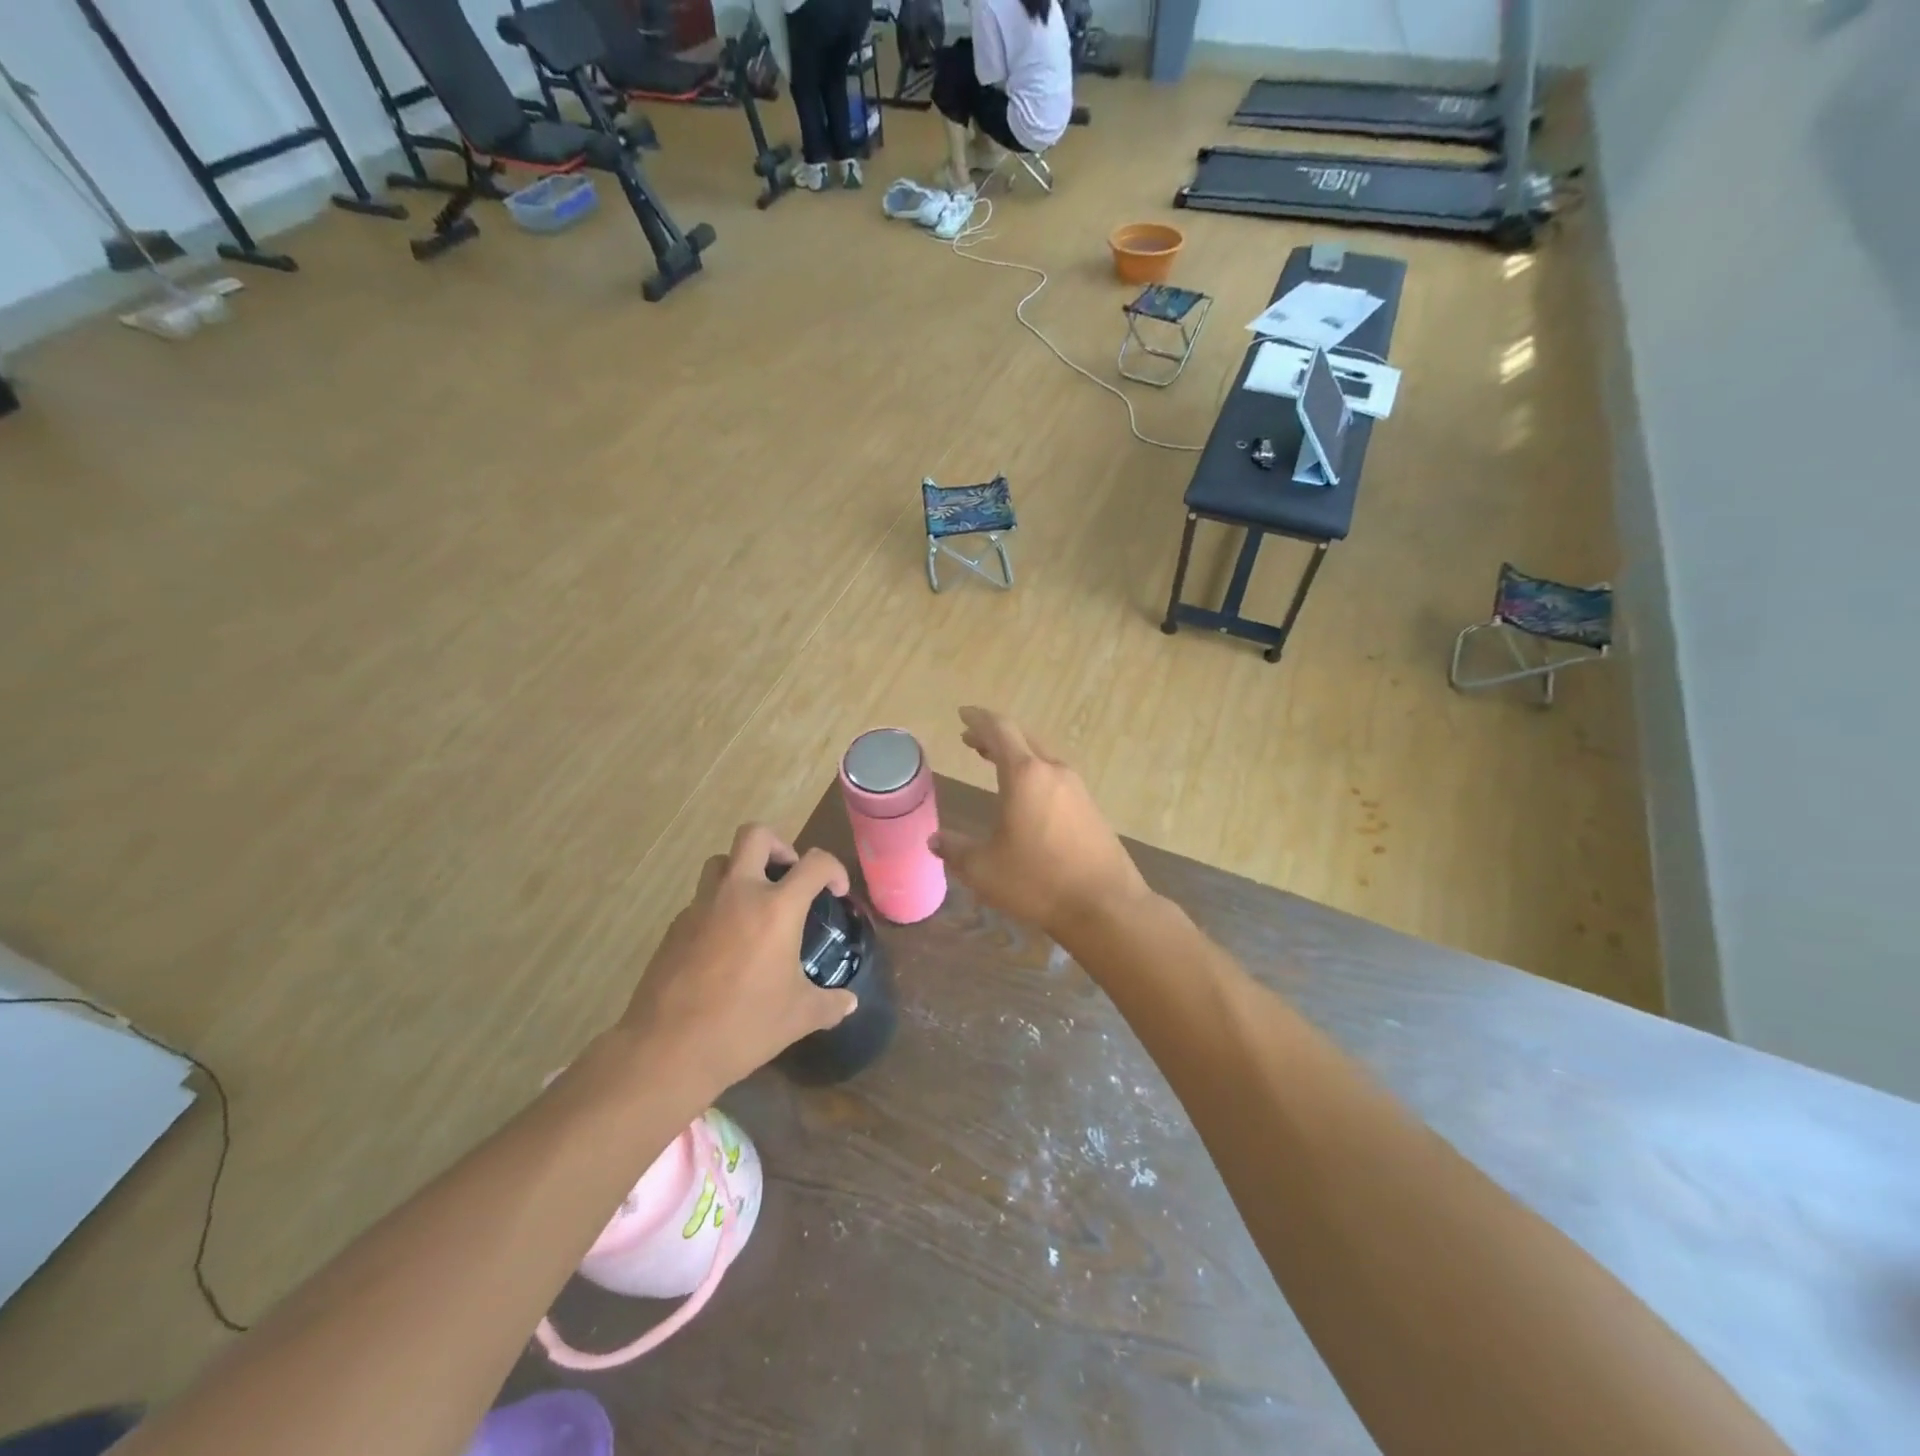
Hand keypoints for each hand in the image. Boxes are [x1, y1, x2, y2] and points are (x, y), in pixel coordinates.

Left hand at [619, 825, 857, 1096]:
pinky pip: (701, 899)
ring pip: (720, 861)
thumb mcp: (798, 1017)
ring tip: (755, 904)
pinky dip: (718, 907)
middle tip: (789, 876)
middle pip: (755, 835)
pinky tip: (725, 944)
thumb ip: (829, 1004)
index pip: (814, 863)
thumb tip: (849, 1003)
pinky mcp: (675, 927)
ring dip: (742, 870)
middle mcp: (737, 894)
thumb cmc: (744, 1026)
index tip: (836, 892)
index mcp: (776, 908)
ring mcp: (700, 907)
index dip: (833, 870)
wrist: (668, 1049)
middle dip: (779, 846)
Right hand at [930, 707, 1151, 939]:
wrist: (1105, 905)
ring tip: (993, 761)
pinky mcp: (1090, 808)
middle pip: (1022, 738)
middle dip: (994, 735)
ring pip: (1041, 756)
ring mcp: (1077, 788)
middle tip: (971, 739)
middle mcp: (1053, 771)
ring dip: (1016, 754)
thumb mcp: (984, 869)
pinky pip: (1055, 776)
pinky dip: (1033, 772)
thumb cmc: (1038, 881)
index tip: (962, 714)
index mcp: (1025, 775)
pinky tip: (1025, 795)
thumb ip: (955, 849)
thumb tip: (935, 840)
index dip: (978, 719)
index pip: (999, 730)